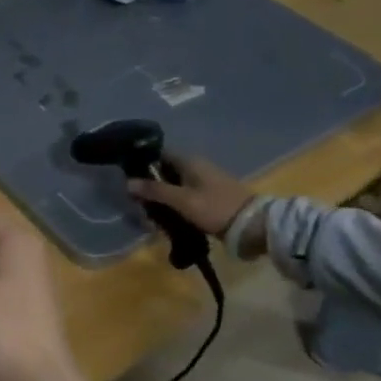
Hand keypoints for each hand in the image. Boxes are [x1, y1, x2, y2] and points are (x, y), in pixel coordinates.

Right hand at [128, 156, 256, 237]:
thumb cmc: (215, 208)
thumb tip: (127, 182)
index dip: (142, 163)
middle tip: (137, 203)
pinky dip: (172, 206)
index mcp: (190, 162)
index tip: (127, 177)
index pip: (159, 154)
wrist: (252, 226)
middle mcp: (196, 167)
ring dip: (160, 199)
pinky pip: (182, 197)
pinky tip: (165, 219)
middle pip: (164, 172)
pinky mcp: (207, 197)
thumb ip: (155, 191)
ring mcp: (203, 183)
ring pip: (172, 186)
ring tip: (150, 216)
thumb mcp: (182, 200)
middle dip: (149, 187)